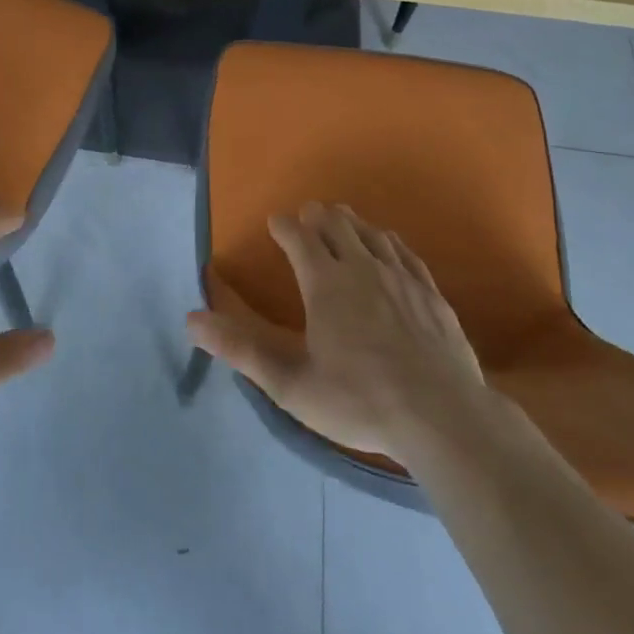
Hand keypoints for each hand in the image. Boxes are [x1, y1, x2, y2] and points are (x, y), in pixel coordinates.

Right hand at [187, 202, 489, 461]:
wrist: (442, 417)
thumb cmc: (359, 401)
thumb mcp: (291, 383)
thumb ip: (241, 349)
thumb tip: (192, 320)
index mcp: (325, 283)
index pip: (298, 236)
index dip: (283, 225)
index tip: (275, 222)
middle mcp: (361, 267)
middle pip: (336, 224)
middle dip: (317, 216)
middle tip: (307, 216)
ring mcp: (400, 276)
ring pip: (371, 233)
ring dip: (352, 223)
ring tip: (342, 221)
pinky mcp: (430, 292)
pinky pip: (405, 252)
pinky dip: (388, 241)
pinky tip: (388, 246)